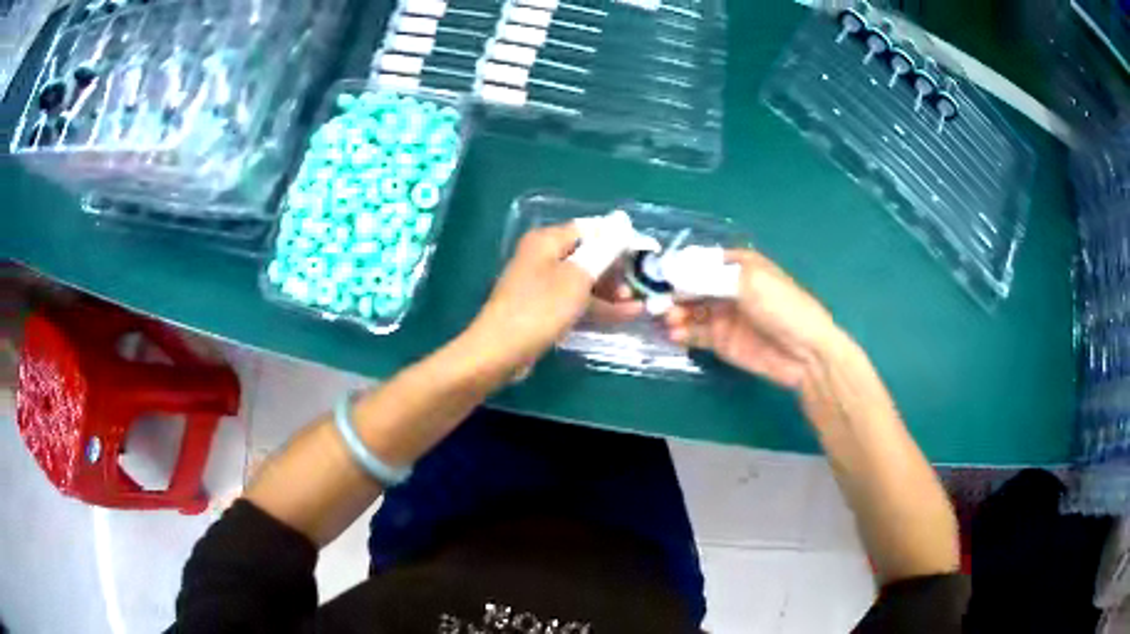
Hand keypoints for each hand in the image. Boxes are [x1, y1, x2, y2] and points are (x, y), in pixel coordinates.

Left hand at [465, 223, 642, 374]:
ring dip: (612, 291)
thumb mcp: (578, 277)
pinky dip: (598, 306)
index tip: (646, 256)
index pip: (591, 229)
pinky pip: (576, 300)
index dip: (619, 240)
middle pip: (589, 254)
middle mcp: (543, 256)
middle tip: (643, 286)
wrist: (500, 352)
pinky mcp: (544, 308)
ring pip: (585, 280)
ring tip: (640, 304)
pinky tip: (625, 315)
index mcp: (547, 240)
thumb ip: (604, 249)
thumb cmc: (540, 309)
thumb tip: (622, 220)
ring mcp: (542, 283)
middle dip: (618, 269)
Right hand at [664, 249, 842, 388]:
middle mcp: (726, 288)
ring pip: (688, 310)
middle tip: (656, 301)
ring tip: (667, 320)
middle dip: (672, 292)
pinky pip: (693, 334)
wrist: (805, 353)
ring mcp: (722, 316)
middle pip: (690, 286)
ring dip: (674, 313)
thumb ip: (710, 277)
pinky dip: (681, 333)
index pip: (701, 260)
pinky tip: (675, 335)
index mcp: (738, 265)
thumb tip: (674, 273)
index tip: (659, 272)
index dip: (680, 265)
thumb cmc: (782, 307)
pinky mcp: (720, 341)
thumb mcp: (749, 282)